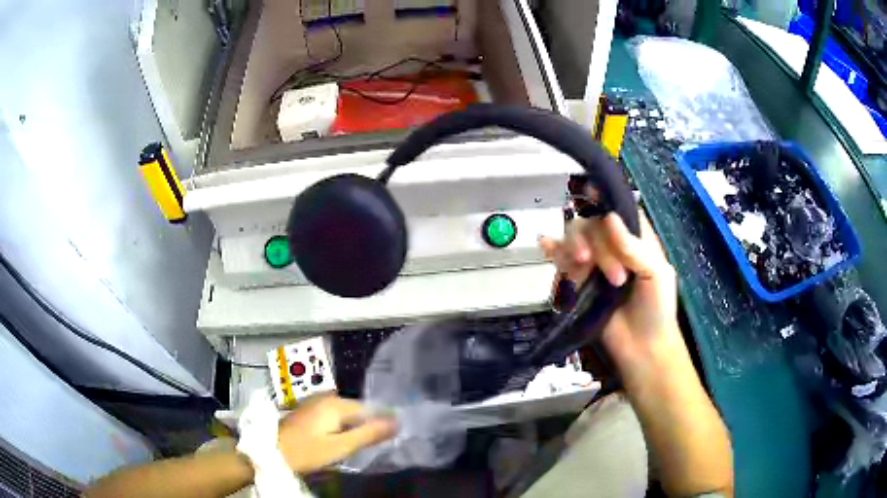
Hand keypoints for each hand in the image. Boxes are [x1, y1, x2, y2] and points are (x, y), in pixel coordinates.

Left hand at [278, 395, 395, 473]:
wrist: (270, 451)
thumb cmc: (306, 451)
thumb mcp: (340, 447)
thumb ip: (368, 434)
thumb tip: (397, 422)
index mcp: (336, 403)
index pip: (370, 409)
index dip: (382, 423)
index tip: (392, 438)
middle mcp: (327, 398)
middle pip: (358, 411)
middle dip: (368, 426)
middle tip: (377, 445)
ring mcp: (316, 404)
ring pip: (346, 415)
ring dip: (355, 429)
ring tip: (362, 445)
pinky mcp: (309, 413)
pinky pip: (334, 418)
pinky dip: (342, 428)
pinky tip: (343, 441)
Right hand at [540, 210, 681, 374]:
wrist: (641, 349)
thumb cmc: (657, 310)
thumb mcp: (656, 274)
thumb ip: (633, 247)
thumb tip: (609, 217)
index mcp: (635, 239)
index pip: (616, 210)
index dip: (604, 201)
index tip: (590, 194)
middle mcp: (612, 246)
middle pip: (592, 225)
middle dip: (598, 246)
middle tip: (616, 278)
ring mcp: (593, 265)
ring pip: (574, 240)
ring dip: (575, 250)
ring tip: (584, 272)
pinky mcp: (578, 283)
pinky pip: (562, 262)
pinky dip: (553, 252)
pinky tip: (545, 245)